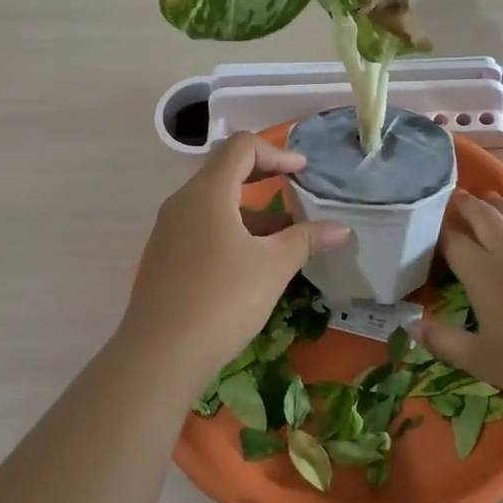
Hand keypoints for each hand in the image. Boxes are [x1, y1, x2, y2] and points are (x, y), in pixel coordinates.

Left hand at [123, 133, 348, 380]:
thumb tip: (342, 228)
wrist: (160, 355)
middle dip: (264, 177)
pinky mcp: (164, 259)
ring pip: (213, 204)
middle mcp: (182, 203)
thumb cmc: (223, 299)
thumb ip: (307, 239)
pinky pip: (201, 228)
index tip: (303, 171)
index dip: (276, 152)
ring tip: (284, 236)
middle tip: (296, 190)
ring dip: (250, 210)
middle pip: (224, 171)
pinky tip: (252, 262)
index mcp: (207, 192)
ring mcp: (168, 232)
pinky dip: (231, 231)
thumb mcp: (273, 266)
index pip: (240, 147)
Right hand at [421, 189, 502, 408]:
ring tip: (489, 197)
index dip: (438, 231)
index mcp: (482, 272)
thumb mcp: (481, 360)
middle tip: (456, 195)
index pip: (453, 241)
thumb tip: (412, 326)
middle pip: (485, 217)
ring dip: (499, 205)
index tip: (427, 224)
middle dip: (467, 205)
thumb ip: (444, 341)